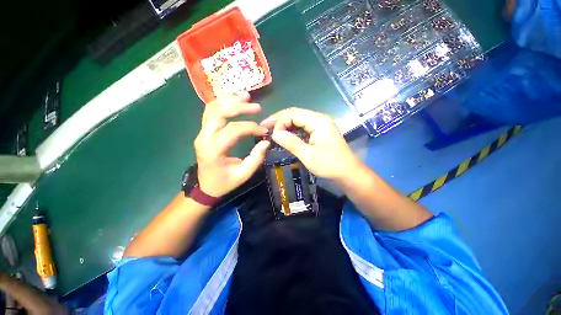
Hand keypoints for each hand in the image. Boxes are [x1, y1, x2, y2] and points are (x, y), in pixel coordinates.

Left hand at [195, 93, 269, 197]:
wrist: (205, 187)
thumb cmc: (224, 182)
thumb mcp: (243, 175)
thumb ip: (256, 159)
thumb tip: (266, 142)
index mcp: (213, 150)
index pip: (232, 130)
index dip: (251, 127)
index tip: (264, 131)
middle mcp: (204, 138)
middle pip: (219, 113)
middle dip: (239, 106)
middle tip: (257, 107)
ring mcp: (201, 133)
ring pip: (212, 108)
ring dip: (230, 100)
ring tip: (246, 96)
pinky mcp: (203, 131)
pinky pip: (211, 111)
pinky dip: (223, 103)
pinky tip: (235, 100)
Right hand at [260, 107, 361, 180]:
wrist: (349, 173)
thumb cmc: (330, 165)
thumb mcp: (308, 155)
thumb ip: (291, 142)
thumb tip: (274, 134)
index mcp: (318, 121)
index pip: (293, 114)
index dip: (279, 121)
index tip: (270, 133)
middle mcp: (319, 119)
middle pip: (295, 114)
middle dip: (279, 120)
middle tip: (264, 127)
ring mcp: (321, 125)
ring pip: (299, 120)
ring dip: (285, 125)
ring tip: (272, 130)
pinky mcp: (320, 132)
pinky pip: (303, 127)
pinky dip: (292, 130)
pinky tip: (285, 135)